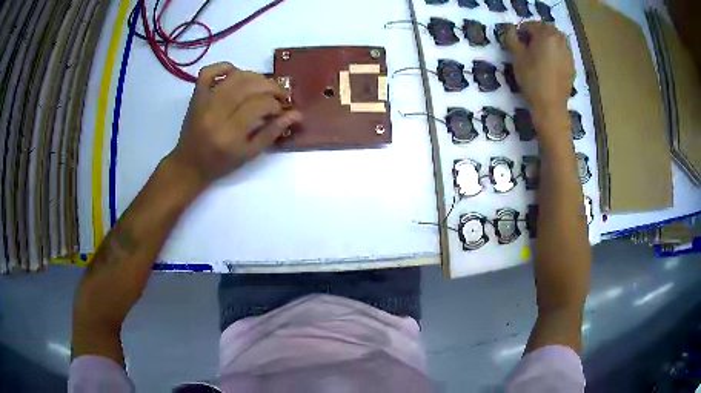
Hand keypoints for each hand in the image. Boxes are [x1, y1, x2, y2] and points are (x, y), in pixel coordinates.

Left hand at [169, 62, 301, 184]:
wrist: (189, 164)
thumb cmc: (220, 163)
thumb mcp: (249, 154)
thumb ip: (272, 133)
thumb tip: (295, 115)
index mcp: (230, 133)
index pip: (259, 105)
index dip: (276, 104)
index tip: (282, 109)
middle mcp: (216, 113)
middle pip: (249, 86)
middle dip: (271, 86)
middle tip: (280, 93)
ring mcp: (204, 101)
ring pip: (234, 77)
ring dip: (255, 76)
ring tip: (264, 86)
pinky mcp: (196, 95)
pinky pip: (208, 72)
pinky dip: (224, 67)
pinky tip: (236, 74)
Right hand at [505, 22, 573, 129]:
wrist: (550, 106)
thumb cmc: (532, 79)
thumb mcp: (517, 57)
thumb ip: (512, 38)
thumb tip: (511, 29)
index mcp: (547, 34)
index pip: (531, 25)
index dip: (521, 33)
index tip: (517, 44)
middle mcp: (560, 40)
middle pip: (546, 30)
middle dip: (536, 35)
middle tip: (528, 48)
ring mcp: (568, 53)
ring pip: (556, 40)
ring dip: (547, 43)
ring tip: (539, 56)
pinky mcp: (572, 66)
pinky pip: (562, 52)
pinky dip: (555, 53)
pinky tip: (549, 66)